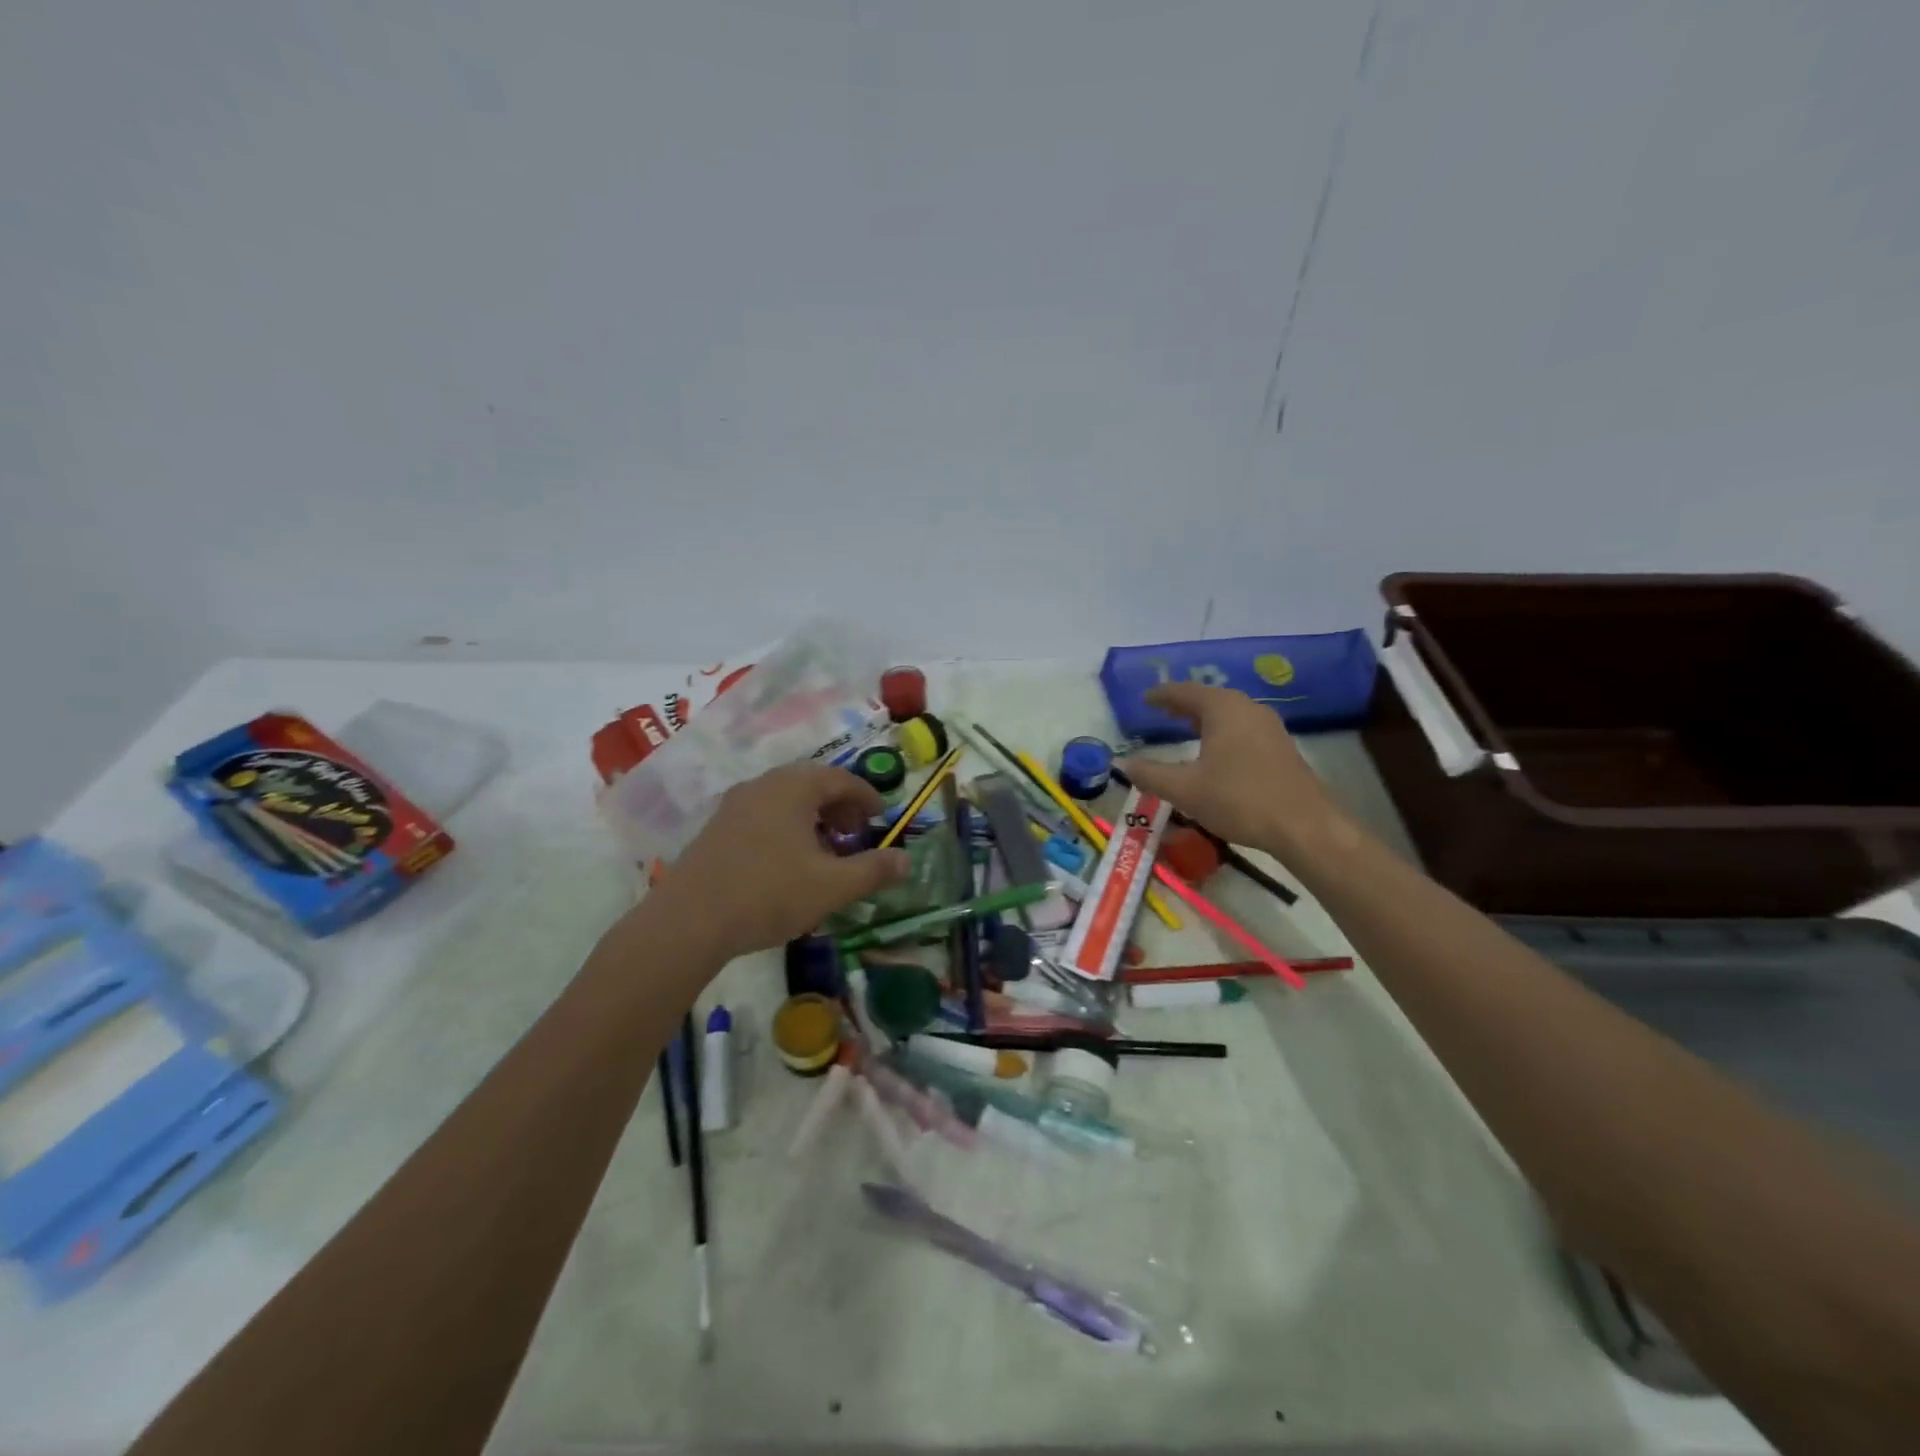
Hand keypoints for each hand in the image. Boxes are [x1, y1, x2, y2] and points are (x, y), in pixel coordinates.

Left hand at [654, 763, 909, 962]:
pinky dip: (785, 827)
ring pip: (784, 799)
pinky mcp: (715, 829)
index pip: (840, 778)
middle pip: (810, 783)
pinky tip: (788, 861)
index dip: (865, 796)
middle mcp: (763, 786)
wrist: (689, 921)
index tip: (881, 816)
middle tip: (855, 831)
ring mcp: (734, 806)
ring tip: (825, 849)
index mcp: (793, 788)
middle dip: (839, 805)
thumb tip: (906, 860)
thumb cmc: (769, 894)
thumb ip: (873, 870)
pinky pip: (762, 815)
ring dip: (811, 817)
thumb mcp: (832, 886)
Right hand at [1116, 684, 1340, 854]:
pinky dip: (1221, 732)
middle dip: (1183, 705)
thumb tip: (1121, 764)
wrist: (1304, 826)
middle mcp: (1248, 709)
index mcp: (1223, 709)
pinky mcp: (1280, 748)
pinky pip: (1242, 729)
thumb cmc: (1239, 799)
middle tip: (1160, 711)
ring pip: (1228, 714)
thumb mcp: (1185, 789)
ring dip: (1204, 719)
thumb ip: (1150, 774)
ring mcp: (1269, 727)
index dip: (1162, 694)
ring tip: (1184, 728)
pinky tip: (1215, 751)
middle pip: (1209, 699)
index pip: (1185, 692)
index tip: (1144, 698)